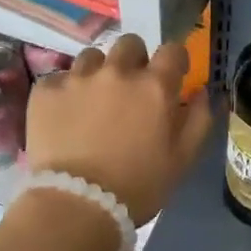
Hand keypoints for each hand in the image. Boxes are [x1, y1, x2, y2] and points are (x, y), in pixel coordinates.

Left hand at [26, 33, 213, 225]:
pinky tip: (65, 116)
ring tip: (93, 101)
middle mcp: (117, 71)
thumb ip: (199, 119)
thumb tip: (204, 91)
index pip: (172, 50)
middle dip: (134, 61)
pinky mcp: (46, 91)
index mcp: (154, 85)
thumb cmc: (138, 186)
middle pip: (130, 44)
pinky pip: (59, 78)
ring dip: (98, 73)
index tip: (171, 77)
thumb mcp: (183, 158)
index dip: (173, 61)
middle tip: (130, 90)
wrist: (76, 206)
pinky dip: (65, 92)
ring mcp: (78, 78)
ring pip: (92, 57)